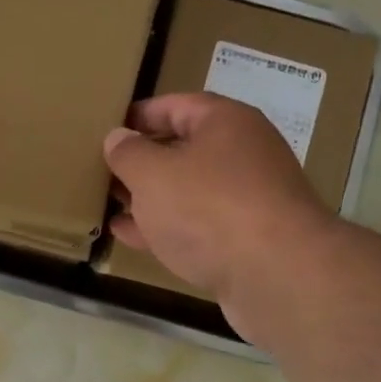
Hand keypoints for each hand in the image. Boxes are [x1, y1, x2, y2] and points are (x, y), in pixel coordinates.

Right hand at [103, 93, 336, 329]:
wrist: (277, 276)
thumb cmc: (208, 207)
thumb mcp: (153, 174)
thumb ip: (128, 153)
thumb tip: (118, 138)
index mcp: (226, 122)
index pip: (176, 105)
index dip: (139, 116)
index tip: (107, 129)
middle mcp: (243, 154)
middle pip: (184, 149)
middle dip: (143, 161)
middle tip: (103, 170)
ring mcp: (248, 200)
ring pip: (189, 191)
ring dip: (151, 197)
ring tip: (110, 203)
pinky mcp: (247, 241)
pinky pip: (197, 225)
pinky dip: (166, 227)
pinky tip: (130, 236)